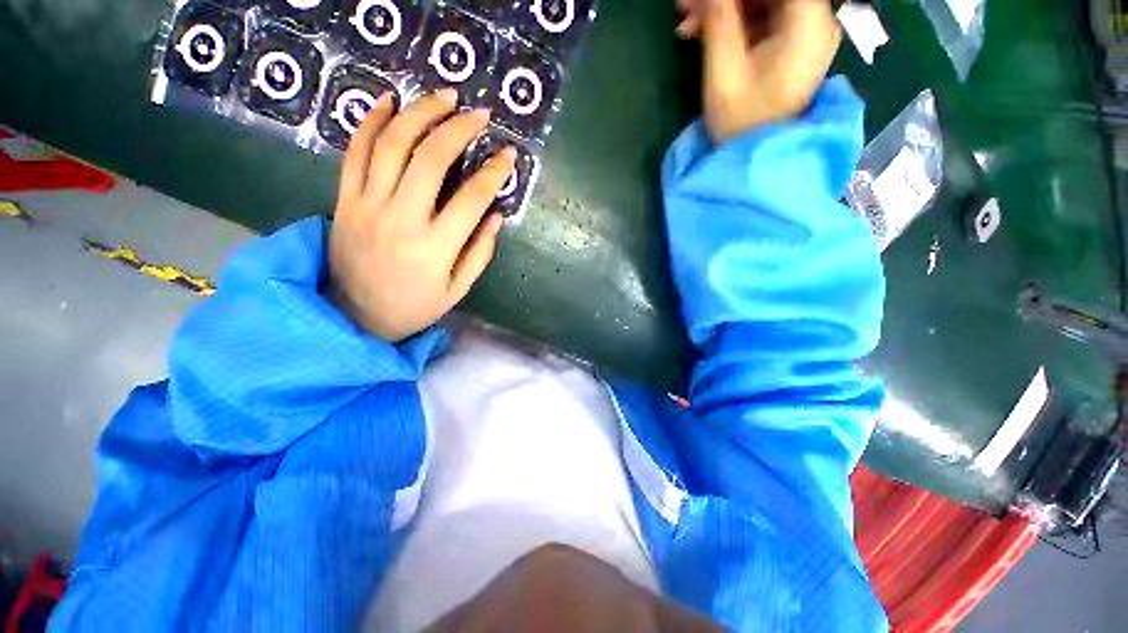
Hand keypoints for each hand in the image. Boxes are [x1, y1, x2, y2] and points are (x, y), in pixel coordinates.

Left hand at [326, 89, 516, 341]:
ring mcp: (367, 205)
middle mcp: (402, 219)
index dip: (494, 172)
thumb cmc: (414, 306)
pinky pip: (355, 152)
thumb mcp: (457, 289)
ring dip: (420, 113)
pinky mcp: (344, 199)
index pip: (472, 199)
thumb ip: (479, 252)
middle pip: (431, 158)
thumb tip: (497, 216)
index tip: (508, 154)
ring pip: (392, 145)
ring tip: (443, 96)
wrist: (353, 316)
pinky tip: (388, 101)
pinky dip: (370, 121)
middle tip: (479, 113)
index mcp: (435, 247)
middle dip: (458, 128)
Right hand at [676, 0, 841, 142]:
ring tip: (689, 23)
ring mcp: (807, 34)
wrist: (755, 159)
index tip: (704, 0)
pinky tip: (707, 32)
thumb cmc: (740, 121)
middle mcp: (817, 20)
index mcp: (808, 21)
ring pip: (766, 3)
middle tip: (686, 7)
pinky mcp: (795, 48)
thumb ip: (720, 17)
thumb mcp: (724, 69)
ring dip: (727, 8)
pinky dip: (737, 23)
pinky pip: (766, 20)